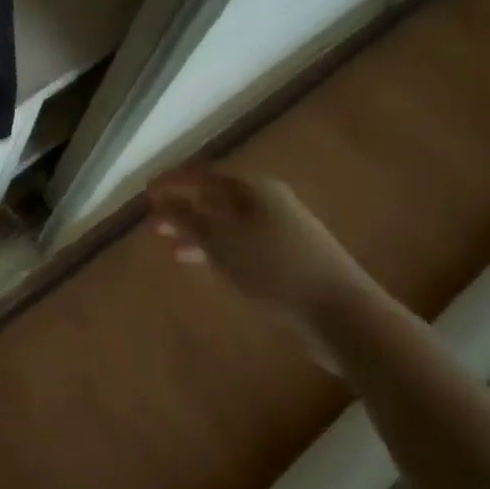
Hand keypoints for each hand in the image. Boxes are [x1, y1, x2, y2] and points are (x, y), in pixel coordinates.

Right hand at [147, 164, 375, 360]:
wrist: (344, 315)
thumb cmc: (274, 268)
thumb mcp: (220, 242)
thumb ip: (187, 220)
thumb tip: (161, 204)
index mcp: (251, 187)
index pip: (201, 173)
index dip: (171, 182)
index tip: (145, 195)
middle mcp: (266, 200)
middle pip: (215, 197)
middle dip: (182, 208)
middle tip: (154, 225)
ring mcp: (281, 229)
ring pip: (228, 222)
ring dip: (198, 231)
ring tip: (172, 249)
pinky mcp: (290, 257)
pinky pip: (242, 243)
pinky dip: (218, 249)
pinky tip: (206, 264)